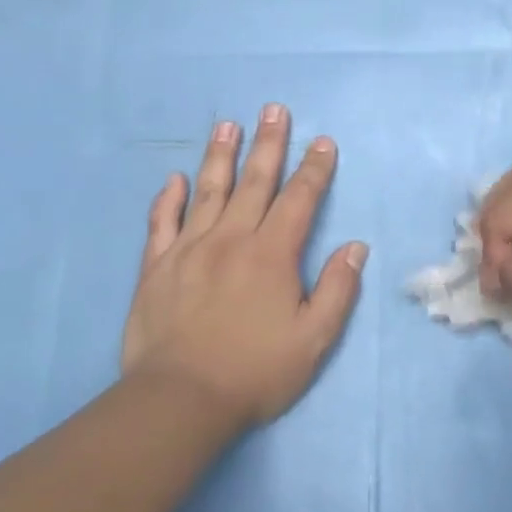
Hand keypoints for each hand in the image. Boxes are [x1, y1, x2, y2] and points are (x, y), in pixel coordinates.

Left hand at [122, 104, 367, 432]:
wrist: (179, 401)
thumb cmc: (255, 371)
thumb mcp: (314, 339)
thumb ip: (338, 289)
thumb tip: (355, 247)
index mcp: (272, 254)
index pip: (300, 199)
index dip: (314, 168)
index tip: (322, 142)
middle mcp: (231, 240)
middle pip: (254, 182)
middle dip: (268, 144)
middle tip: (274, 110)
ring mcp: (188, 250)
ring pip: (208, 191)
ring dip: (220, 155)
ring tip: (228, 124)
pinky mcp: (156, 269)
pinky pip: (161, 223)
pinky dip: (169, 199)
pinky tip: (175, 179)